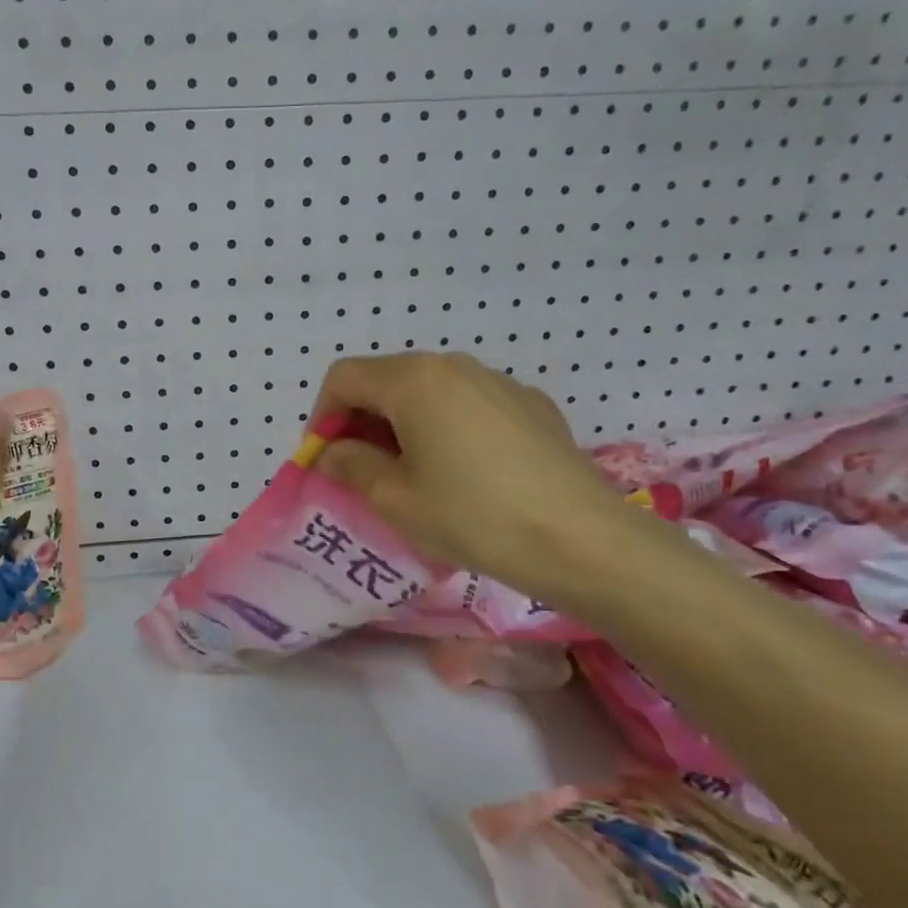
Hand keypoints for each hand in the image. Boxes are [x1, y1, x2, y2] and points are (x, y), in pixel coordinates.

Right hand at [310, 352, 649, 602]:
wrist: (584, 540)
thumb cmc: (474, 517)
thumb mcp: (395, 499)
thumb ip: (351, 465)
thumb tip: (334, 452)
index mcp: (414, 380)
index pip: (344, 378)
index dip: (322, 416)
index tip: (325, 459)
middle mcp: (454, 366)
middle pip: (386, 380)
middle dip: (362, 421)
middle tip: (360, 471)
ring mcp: (498, 382)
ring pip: (429, 392)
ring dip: (403, 425)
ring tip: (412, 475)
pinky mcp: (531, 405)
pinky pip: (468, 405)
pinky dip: (446, 428)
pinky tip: (465, 474)